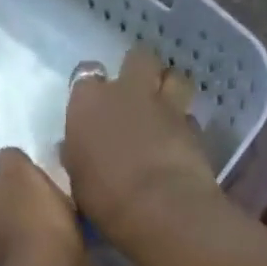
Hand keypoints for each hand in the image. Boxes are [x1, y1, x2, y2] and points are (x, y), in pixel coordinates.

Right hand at [62, 45, 217, 236]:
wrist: (159, 207)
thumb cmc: (105, 199)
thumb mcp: (78, 181)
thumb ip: (78, 156)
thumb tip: (73, 147)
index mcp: (88, 102)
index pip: (86, 74)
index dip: (92, 88)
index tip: (94, 106)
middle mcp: (127, 92)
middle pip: (138, 58)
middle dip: (138, 72)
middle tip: (136, 96)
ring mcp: (164, 105)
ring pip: (174, 76)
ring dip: (170, 88)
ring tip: (165, 110)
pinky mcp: (193, 126)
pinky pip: (189, 115)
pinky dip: (185, 124)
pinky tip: (181, 141)